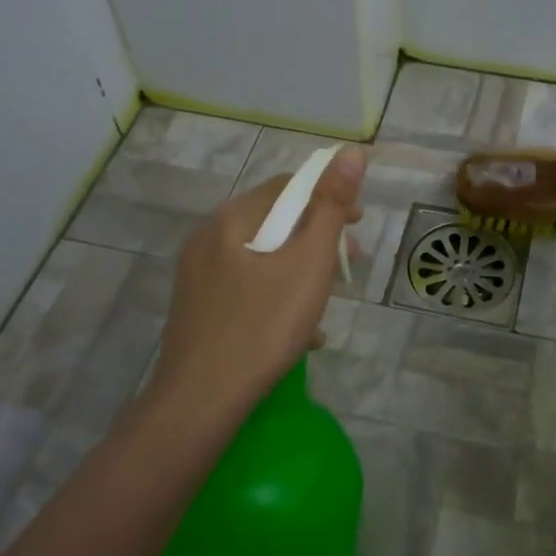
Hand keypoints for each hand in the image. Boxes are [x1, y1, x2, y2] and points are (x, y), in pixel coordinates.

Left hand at [150, 146, 366, 416]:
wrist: (200, 403)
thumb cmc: (263, 326)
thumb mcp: (308, 263)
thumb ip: (331, 207)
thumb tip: (351, 152)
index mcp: (231, 220)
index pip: (287, 187)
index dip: (328, 198)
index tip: (358, 225)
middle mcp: (207, 239)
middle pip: (273, 224)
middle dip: (316, 240)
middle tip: (348, 266)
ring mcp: (197, 277)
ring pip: (261, 261)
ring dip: (299, 273)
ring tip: (325, 305)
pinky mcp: (197, 310)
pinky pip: (246, 290)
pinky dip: (276, 299)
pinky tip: (299, 335)